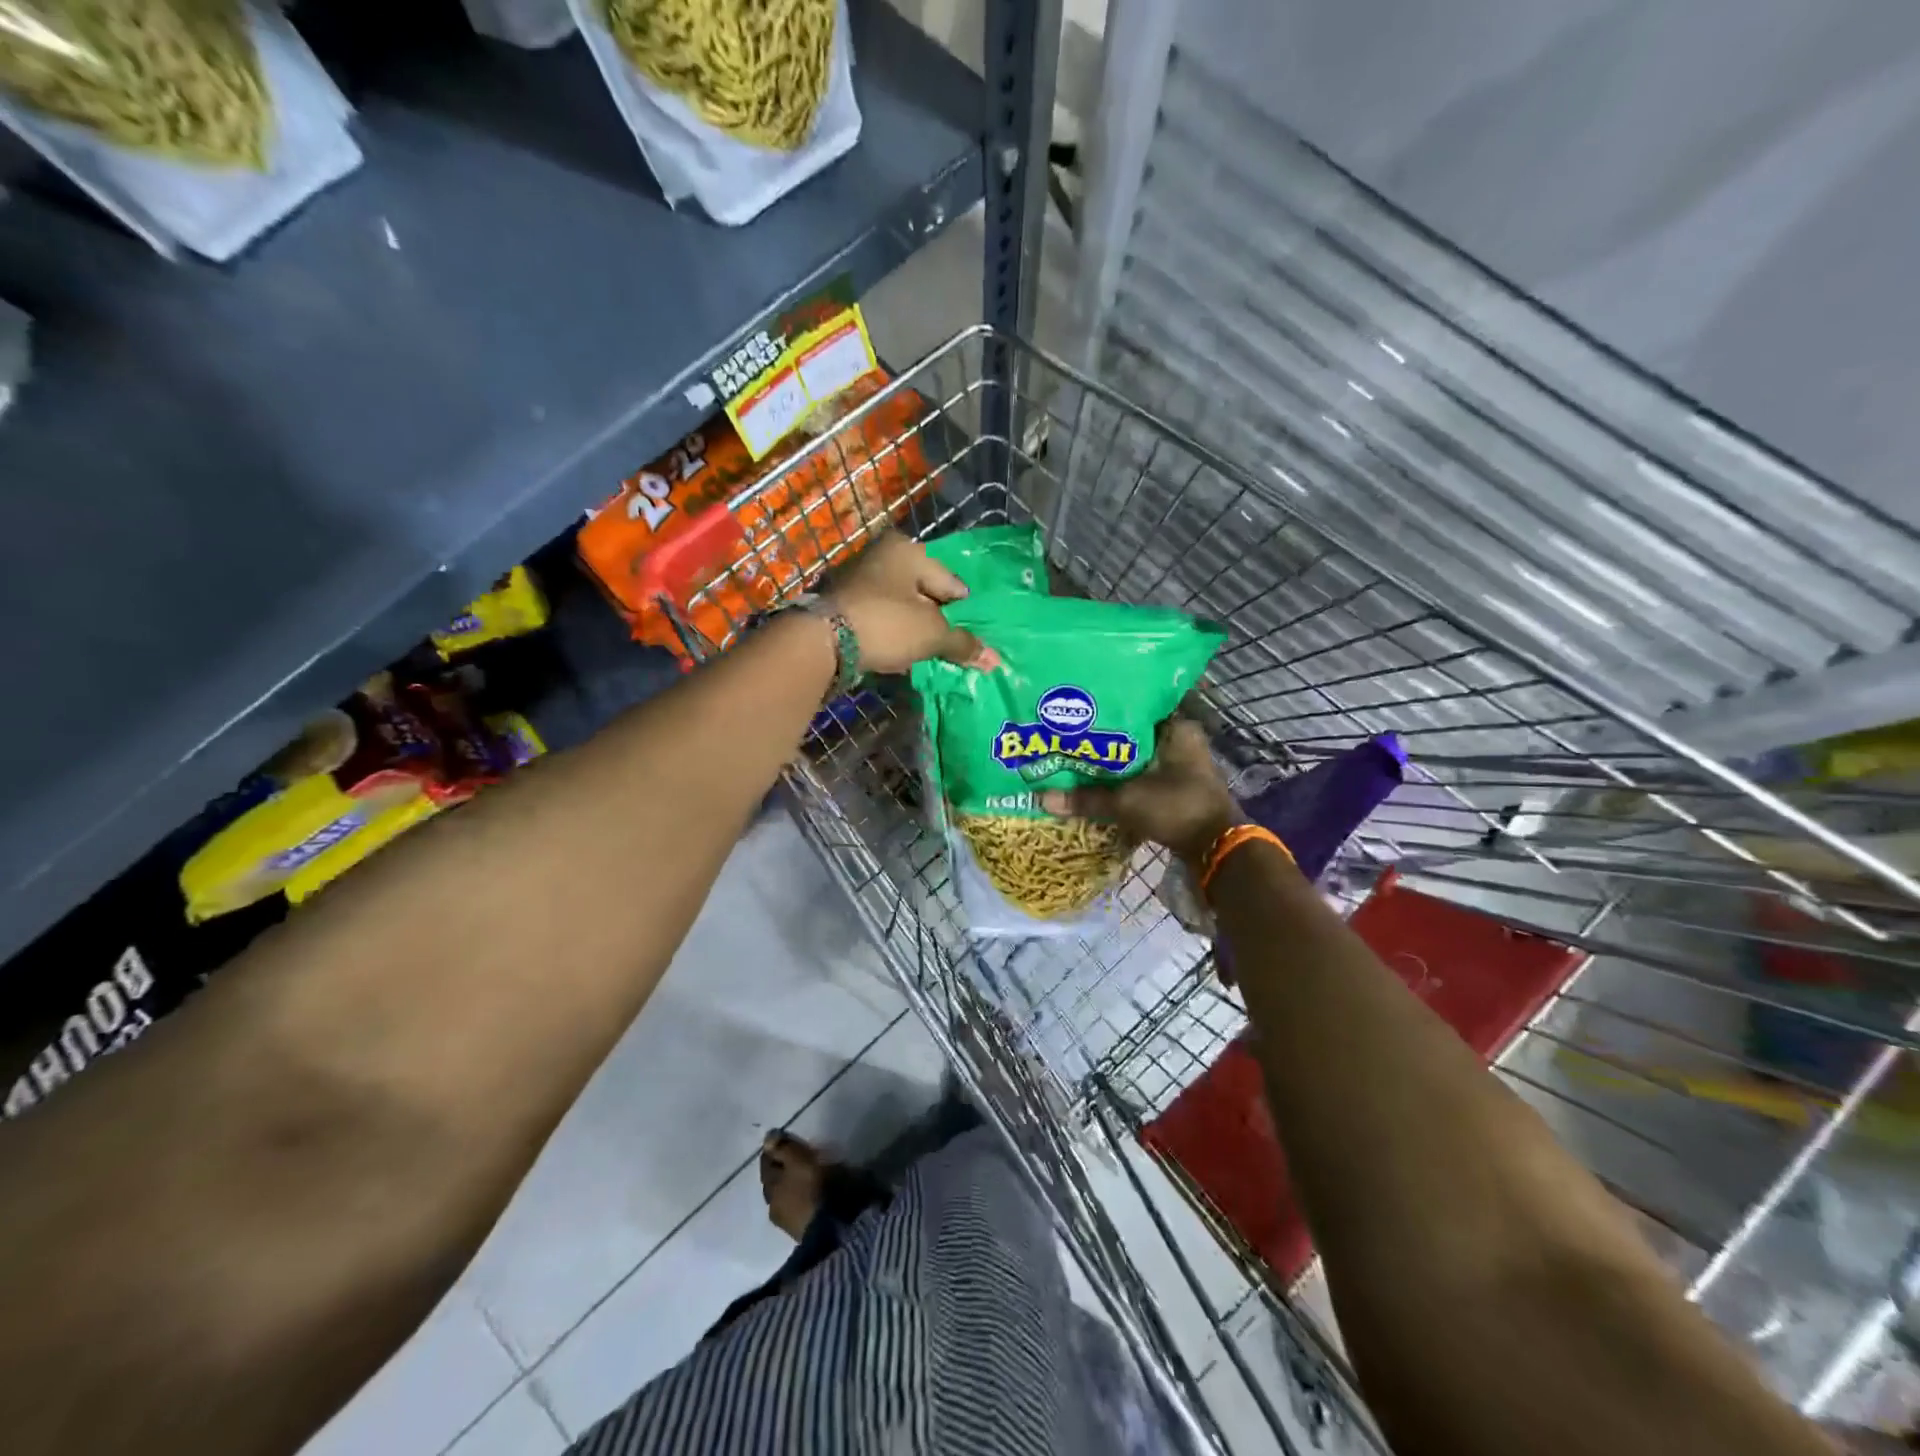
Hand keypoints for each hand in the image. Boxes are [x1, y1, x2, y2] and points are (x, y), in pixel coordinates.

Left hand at [826, 531, 996, 674]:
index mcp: (907, 550)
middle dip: (938, 621)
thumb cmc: (886, 624)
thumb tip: (995, 660)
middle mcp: (882, 557)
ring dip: (914, 630)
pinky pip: (880, 620)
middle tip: (951, 648)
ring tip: (926, 655)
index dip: (964, 612)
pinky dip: (892, 635)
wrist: (821, 642)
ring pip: (901, 607)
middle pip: (924, 593)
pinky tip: (899, 655)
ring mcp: (859, 580)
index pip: (952, 582)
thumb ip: (963, 644)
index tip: (972, 638)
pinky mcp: (843, 605)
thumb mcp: (932, 634)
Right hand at [1040, 717, 1237, 863]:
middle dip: (1103, 736)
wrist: (1216, 848)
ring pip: (1136, 754)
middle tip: (1069, 733)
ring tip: (1076, 755)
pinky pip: (1143, 773)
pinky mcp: (1177, 785)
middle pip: (1132, 731)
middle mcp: (1180, 738)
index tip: (1077, 709)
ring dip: (1112, 760)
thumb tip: (1041, 797)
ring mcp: (1181, 763)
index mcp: (1175, 727)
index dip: (1105, 707)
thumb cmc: (1176, 808)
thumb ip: (1086, 798)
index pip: (1134, 704)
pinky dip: (1123, 778)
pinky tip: (1097, 780)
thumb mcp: (1127, 801)